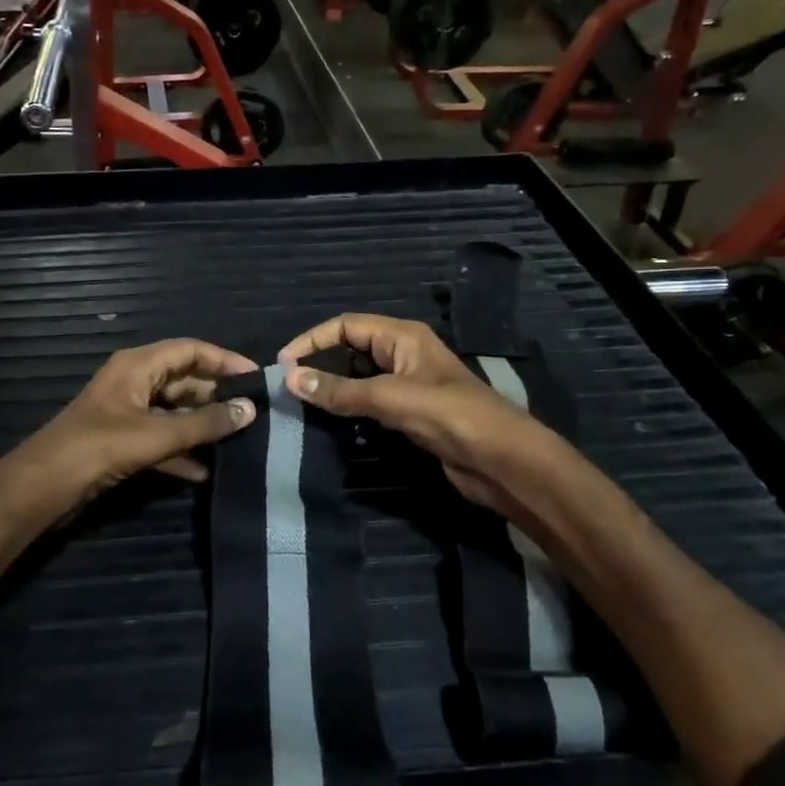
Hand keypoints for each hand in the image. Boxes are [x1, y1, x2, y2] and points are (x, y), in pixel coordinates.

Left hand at [0, 339, 259, 530]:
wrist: (43, 487)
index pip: (190, 350)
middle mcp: (134, 382)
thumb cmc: (98, 448)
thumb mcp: (155, 435)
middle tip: (254, 415)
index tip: (257, 379)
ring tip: (240, 441)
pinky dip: (182, 451)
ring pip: (175, 412)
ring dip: (202, 427)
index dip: (225, 360)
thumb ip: (204, 423)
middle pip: (185, 380)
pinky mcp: (123, 441)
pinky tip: (206, 471)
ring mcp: (128, 413)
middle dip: (217, 397)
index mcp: (138, 365)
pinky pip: (162, 439)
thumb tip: (250, 410)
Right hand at [278, 314, 546, 509]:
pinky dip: (349, 410)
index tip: (282, 364)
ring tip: (301, 405)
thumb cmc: (450, 416)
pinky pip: (370, 404)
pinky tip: (331, 424)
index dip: (312, 339)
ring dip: (333, 389)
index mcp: (402, 337)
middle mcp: (403, 354)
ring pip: (359, 379)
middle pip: (351, 349)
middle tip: (288, 387)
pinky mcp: (410, 415)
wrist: (502, 461)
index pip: (346, 325)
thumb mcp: (390, 398)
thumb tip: (289, 379)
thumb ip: (339, 390)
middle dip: (319, 363)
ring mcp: (408, 386)